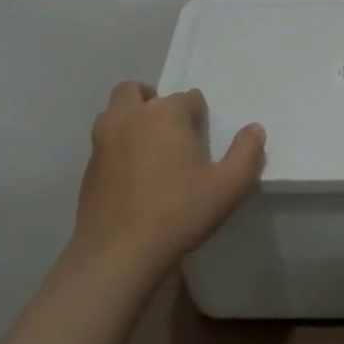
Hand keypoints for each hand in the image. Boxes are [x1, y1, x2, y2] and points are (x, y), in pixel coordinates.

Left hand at [70, 82, 265, 277]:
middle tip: (171, 130)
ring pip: (114, 111)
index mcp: (165, 114)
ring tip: (150, 147)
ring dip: (131, 118)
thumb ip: (247, 153)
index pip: (188, 97)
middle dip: (154, 101)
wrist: (118, 252)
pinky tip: (132, 176)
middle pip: (137, 91)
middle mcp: (130, 117)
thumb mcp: (229, 187)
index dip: (199, 116)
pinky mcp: (88, 166)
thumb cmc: (179, 213)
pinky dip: (118, 145)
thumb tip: (255, 129)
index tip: (203, 140)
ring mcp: (103, 140)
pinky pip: (105, 141)